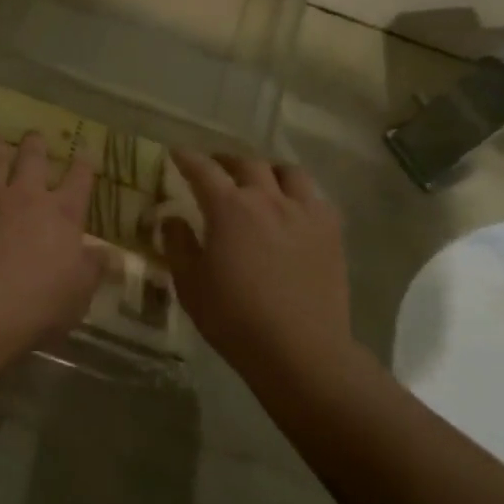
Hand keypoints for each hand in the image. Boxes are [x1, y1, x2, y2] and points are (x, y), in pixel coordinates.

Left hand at [0, 133, 103, 338]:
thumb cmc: (39, 304)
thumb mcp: (80, 292)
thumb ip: (94, 268)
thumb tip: (112, 254)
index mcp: (62, 214)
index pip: (79, 180)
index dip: (83, 165)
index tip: (84, 155)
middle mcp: (26, 196)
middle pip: (32, 159)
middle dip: (36, 144)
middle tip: (34, 136)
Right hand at [160, 150, 350, 367]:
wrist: (300, 350)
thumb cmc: (234, 318)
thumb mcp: (190, 284)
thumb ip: (178, 244)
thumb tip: (172, 218)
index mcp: (229, 208)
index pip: (203, 170)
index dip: (187, 158)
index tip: (177, 153)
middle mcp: (268, 199)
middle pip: (247, 164)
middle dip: (226, 161)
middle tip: (216, 167)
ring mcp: (305, 212)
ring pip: (288, 172)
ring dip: (268, 171)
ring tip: (260, 181)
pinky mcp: (331, 231)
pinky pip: (315, 197)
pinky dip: (299, 194)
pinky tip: (293, 209)